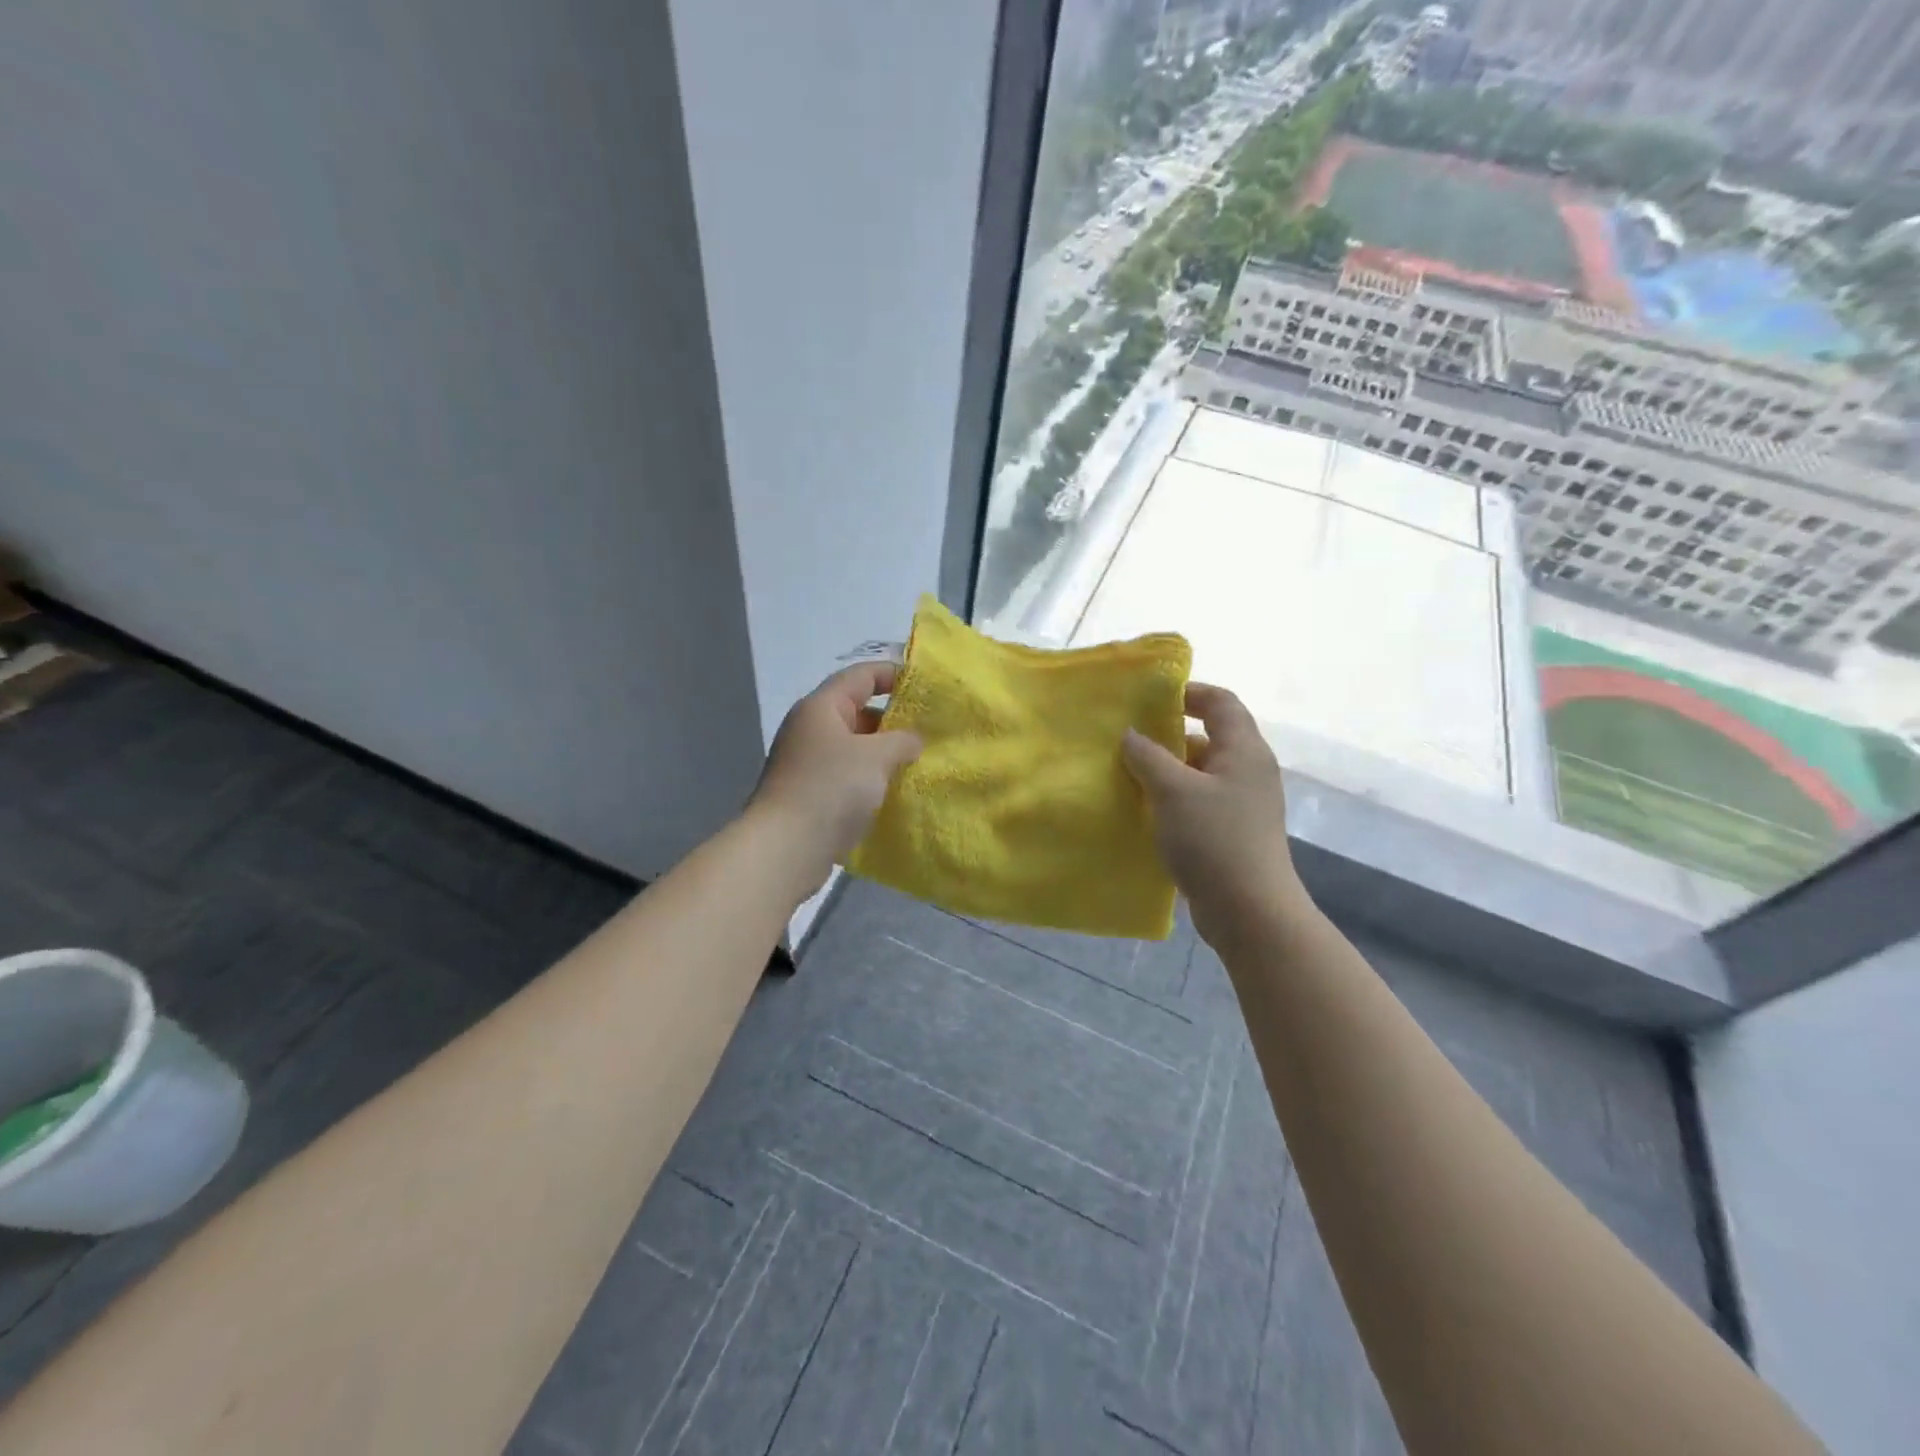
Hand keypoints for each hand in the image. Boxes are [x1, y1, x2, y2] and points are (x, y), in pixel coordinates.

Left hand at [747, 663, 922, 892]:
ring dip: (884, 754)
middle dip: (893, 720)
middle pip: (858, 711)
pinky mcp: (811, 793)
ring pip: (855, 747)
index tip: (926, 687)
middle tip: (929, 733)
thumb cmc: (831, 789)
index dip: (893, 674)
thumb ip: (902, 740)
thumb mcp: (876, 756)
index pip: (861, 675)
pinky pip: (848, 775)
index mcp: (821, 707)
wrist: (785, 848)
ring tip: (918, 764)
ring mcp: (808, 762)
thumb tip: (912, 740)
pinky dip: (871, 779)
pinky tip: (895, 792)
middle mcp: (811, 728)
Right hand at [1122, 683, 1305, 946]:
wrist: (1249, 911)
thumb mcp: (1173, 791)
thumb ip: (1148, 756)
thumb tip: (1131, 734)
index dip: (1189, 692)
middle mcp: (1249, 770)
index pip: (1221, 702)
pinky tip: (1146, 809)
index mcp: (1244, 750)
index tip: (1151, 698)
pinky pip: (1200, 800)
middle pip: (1211, 736)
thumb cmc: (1213, 840)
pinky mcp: (1233, 831)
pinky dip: (1175, 797)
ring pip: (1202, 771)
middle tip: (1130, 737)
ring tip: (1129, 773)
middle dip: (1170, 734)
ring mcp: (1243, 804)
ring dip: (1169, 769)